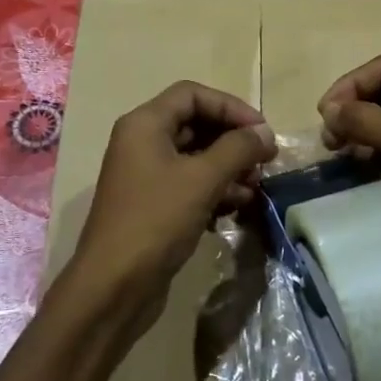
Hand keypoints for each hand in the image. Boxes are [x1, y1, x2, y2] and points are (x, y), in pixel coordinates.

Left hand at [63, 81, 276, 325]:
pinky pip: (190, 185)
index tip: (262, 131)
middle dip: (233, 140)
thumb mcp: (202, 179)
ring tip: (256, 188)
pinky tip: (238, 208)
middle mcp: (142, 143)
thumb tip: (265, 133)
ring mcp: (146, 175)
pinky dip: (215, 190)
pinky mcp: (154, 205)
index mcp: (145, 125)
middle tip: (265, 161)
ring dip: (229, 168)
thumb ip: (238, 149)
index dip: (231, 107)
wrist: (115, 286)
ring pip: (196, 157)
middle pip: (196, 124)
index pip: (193, 94)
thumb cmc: (156, 221)